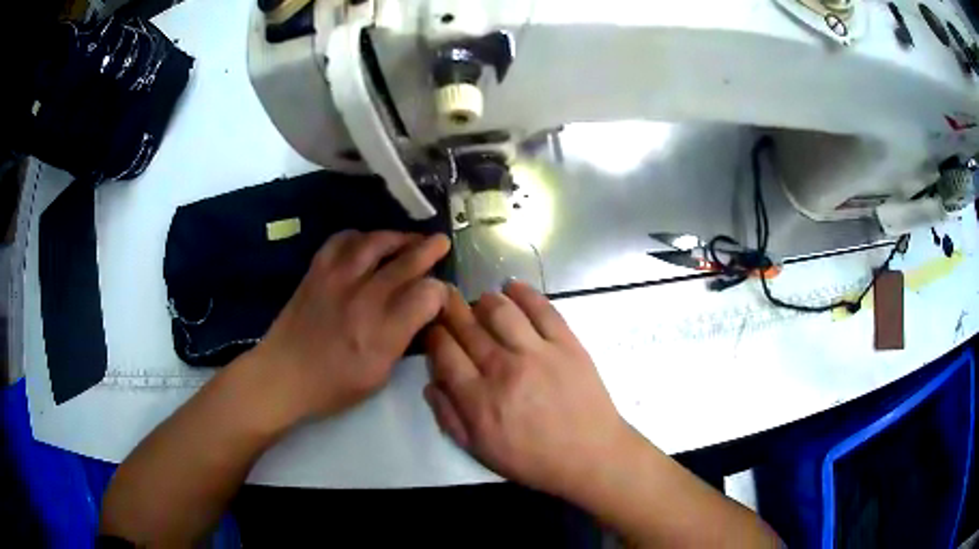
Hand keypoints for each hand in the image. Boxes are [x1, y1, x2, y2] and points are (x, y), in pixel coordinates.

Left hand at [250, 231, 449, 425]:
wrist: (282, 375)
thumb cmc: (333, 386)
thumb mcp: (379, 376)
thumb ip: (402, 340)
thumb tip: (418, 314)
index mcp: (382, 332)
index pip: (426, 296)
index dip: (440, 291)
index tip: (441, 294)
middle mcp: (363, 299)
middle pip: (406, 262)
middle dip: (430, 249)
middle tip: (441, 242)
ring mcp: (337, 279)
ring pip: (375, 242)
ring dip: (397, 237)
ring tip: (408, 239)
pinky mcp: (317, 271)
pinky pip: (342, 240)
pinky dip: (360, 237)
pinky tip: (367, 244)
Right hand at [424, 280, 633, 499]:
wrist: (591, 455)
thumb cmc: (533, 459)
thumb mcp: (480, 451)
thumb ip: (449, 417)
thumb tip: (430, 383)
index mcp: (478, 399)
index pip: (444, 352)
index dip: (434, 334)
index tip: (433, 328)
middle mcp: (503, 369)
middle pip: (467, 326)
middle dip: (450, 309)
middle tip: (445, 300)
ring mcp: (537, 353)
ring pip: (500, 310)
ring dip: (483, 300)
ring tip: (480, 302)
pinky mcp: (567, 343)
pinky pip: (542, 308)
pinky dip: (523, 292)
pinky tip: (511, 287)